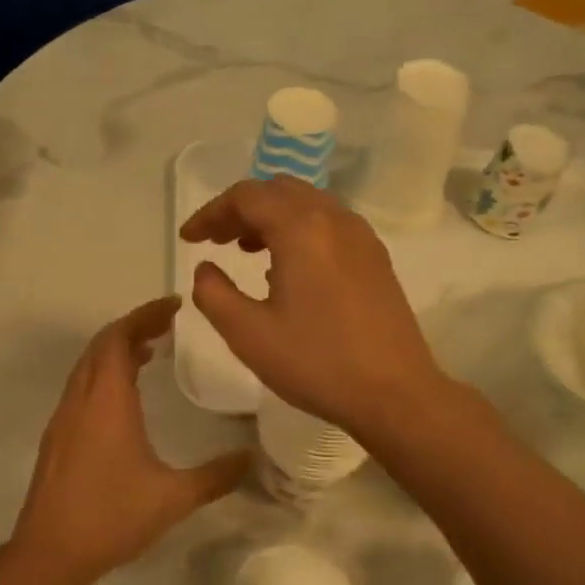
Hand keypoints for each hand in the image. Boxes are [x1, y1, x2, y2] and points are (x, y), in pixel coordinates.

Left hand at [12, 297, 249, 584]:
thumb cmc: (112, 517)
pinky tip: (124, 397)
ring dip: (116, 350)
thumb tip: (251, 458)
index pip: (119, 338)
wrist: (50, 554)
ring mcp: (63, 419)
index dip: (145, 315)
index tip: (175, 306)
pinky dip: (103, 374)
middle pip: (101, 345)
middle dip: (132, 326)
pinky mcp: (57, 438)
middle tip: (167, 324)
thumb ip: (216, 475)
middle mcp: (80, 401)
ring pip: (87, 367)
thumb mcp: (174, 497)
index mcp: (106, 402)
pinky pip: (80, 387)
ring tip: (149, 351)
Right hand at [180, 176, 448, 437]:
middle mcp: (334, 219)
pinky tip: (289, 269)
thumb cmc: (316, 363)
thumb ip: (214, 294)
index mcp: (301, 228)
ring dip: (272, 217)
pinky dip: (300, 230)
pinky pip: (330, 224)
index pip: (246, 196)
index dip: (211, 213)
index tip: (189, 239)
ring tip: (247, 250)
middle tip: (217, 240)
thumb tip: (206, 269)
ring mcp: (361, 237)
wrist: (394, 393)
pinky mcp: (376, 258)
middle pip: (279, 191)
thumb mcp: (248, 334)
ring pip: (308, 204)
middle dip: (241, 209)